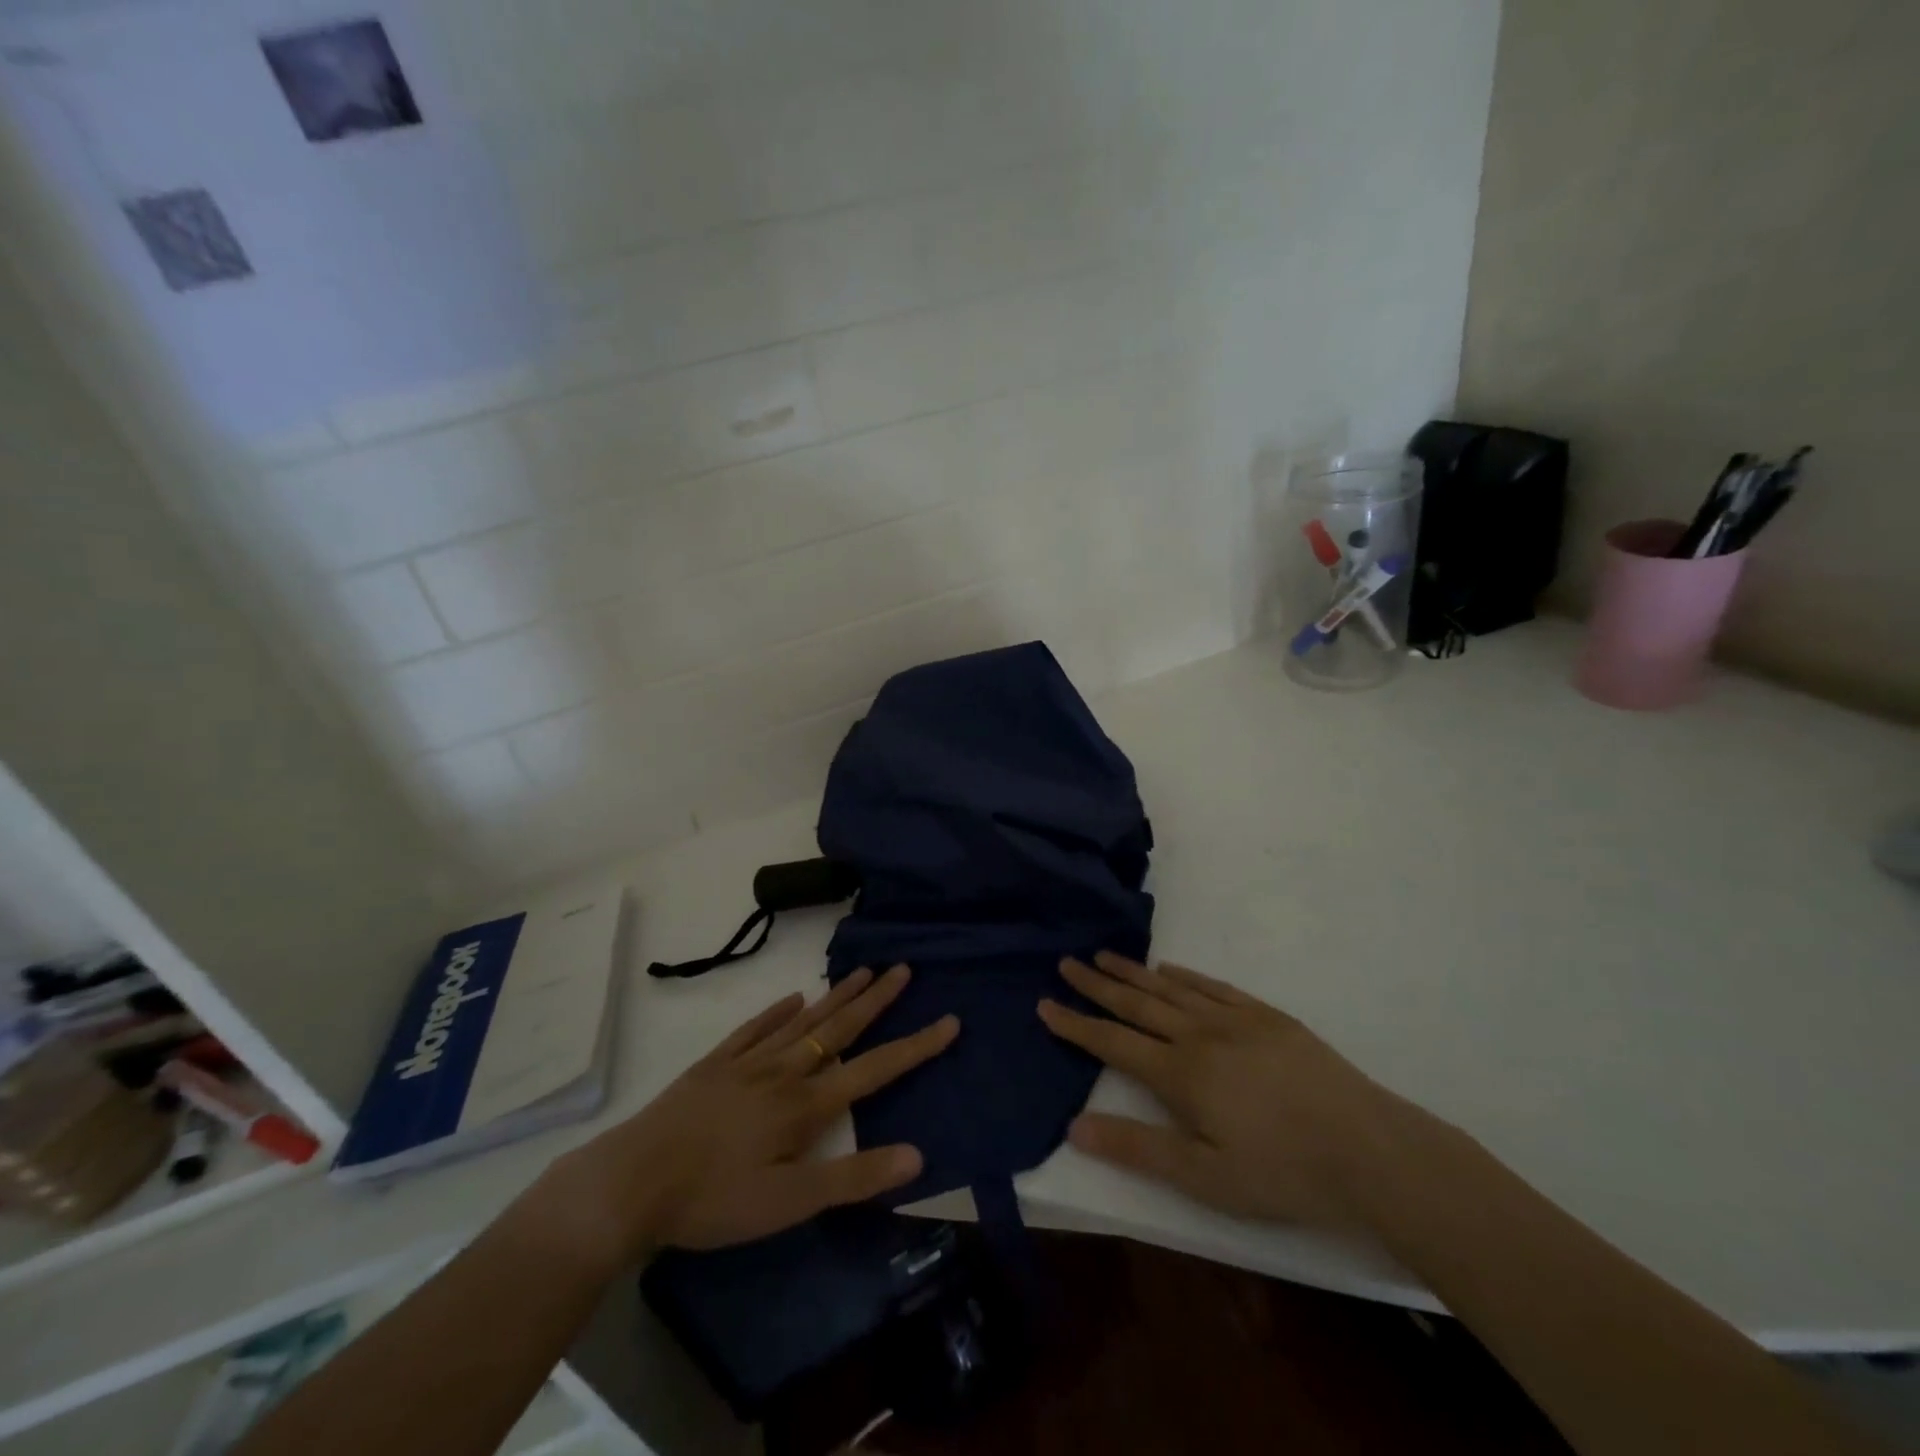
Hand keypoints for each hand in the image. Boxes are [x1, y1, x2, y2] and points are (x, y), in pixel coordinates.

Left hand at [533, 965, 956, 1267]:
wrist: (632, 1182)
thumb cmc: (715, 1199)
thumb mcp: (790, 1202)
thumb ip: (854, 1177)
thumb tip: (917, 1155)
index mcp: (806, 1104)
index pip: (875, 1068)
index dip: (916, 1046)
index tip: (950, 1020)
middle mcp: (784, 1071)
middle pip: (839, 1028)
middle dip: (876, 999)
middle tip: (903, 968)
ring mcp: (747, 1062)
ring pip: (802, 1020)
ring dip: (835, 996)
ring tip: (862, 970)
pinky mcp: (714, 1064)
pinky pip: (754, 1028)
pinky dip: (776, 1011)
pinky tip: (791, 997)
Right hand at [1038, 953, 1412, 1229]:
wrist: (1369, 1150)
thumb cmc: (1282, 1173)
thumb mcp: (1205, 1178)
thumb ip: (1138, 1149)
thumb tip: (1075, 1126)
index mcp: (1180, 1074)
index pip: (1113, 1043)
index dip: (1076, 1024)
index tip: (1045, 1003)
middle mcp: (1199, 1035)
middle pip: (1137, 1004)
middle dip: (1097, 985)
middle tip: (1067, 962)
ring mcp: (1235, 1020)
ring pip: (1171, 988)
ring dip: (1134, 972)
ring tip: (1105, 955)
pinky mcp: (1267, 1017)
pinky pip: (1213, 987)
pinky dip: (1185, 975)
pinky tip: (1170, 969)